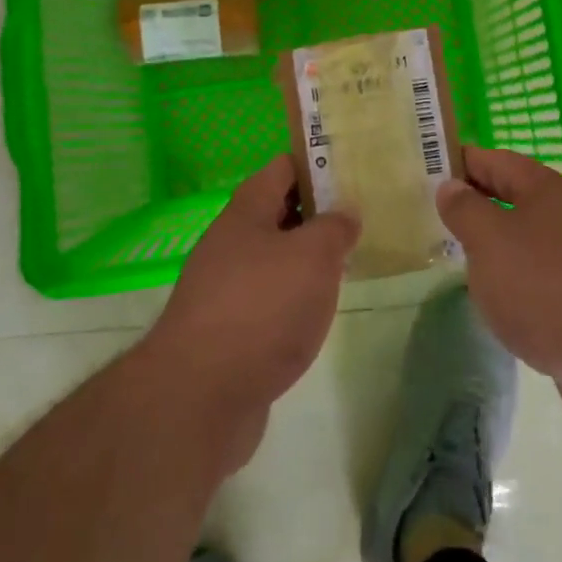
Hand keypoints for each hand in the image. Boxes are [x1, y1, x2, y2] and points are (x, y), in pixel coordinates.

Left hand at [140, 156, 358, 468]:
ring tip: (348, 262)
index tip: (353, 171)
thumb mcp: (313, 256)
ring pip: (274, 258)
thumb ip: (334, 228)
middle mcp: (230, 243)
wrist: (200, 397)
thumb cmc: (262, 308)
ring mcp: (225, 288)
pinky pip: (268, 298)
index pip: (282, 168)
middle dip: (317, 213)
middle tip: (361, 218)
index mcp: (246, 212)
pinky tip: (317, 312)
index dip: (316, 164)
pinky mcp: (228, 331)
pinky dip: (294, 298)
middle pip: (277, 212)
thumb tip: (344, 213)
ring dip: (307, 258)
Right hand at [436, 146, 561, 425]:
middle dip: (477, 201)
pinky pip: (542, 269)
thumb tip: (451, 186)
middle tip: (437, 215)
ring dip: (496, 240)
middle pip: (514, 194)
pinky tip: (501, 296)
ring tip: (462, 256)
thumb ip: (465, 209)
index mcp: (546, 188)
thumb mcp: (489, 240)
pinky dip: (517, 274)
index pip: (494, 159)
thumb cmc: (543, 286)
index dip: (461, 162)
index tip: (427, 171)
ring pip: (528, 234)